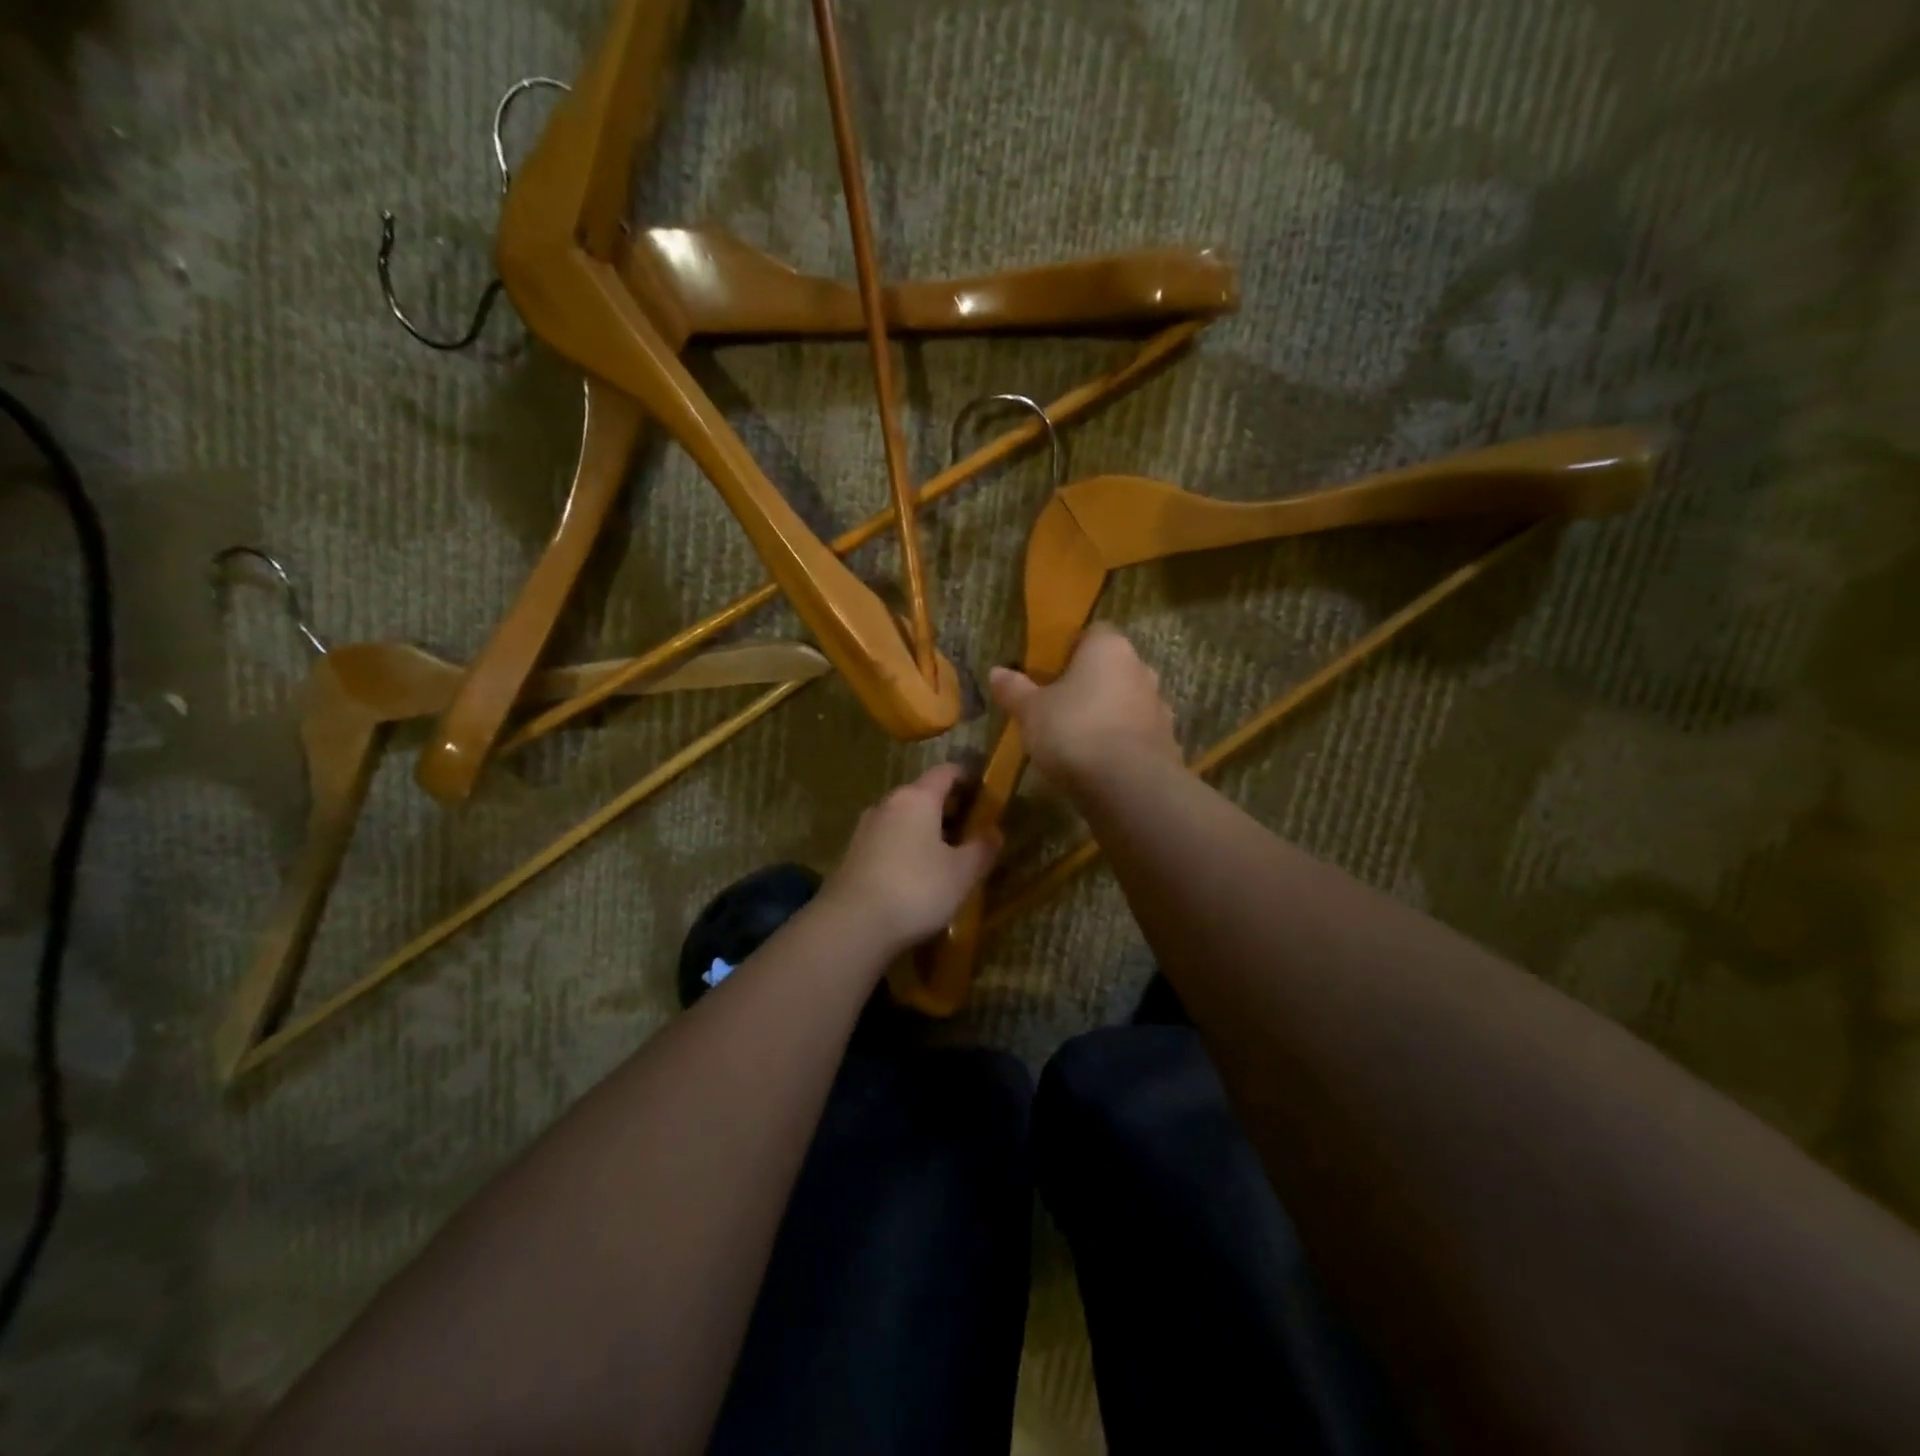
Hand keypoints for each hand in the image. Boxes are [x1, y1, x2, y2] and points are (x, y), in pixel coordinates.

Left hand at [818, 764, 1001, 954]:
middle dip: (947, 808)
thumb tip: (995, 831)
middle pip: (922, 794)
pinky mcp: (851, 855)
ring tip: (944, 856)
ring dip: (924, 830)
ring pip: (902, 819)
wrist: (852, 925)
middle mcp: (887, 804)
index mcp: (917, 798)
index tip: (984, 794)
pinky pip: (887, 840)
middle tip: (970, 830)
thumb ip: (981, 848)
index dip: (968, 778)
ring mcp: (865, 829)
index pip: (946, 772)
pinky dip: (905, 848)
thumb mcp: (962, 873)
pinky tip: (915, 875)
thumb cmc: (916, 889)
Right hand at [989, 624, 1179, 787]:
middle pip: (1113, 668)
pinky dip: (1122, 742)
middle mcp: (1140, 670)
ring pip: (1127, 701)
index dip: (1072, 650)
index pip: (1094, 633)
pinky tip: (1100, 762)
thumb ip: (1014, 689)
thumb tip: (996, 672)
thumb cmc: (1074, 731)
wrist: (1128, 785)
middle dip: (1091, 683)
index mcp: (1109, 649)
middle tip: (1061, 705)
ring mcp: (1158, 707)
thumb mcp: (1031, 711)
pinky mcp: (1167, 742)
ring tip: (1079, 738)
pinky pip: (1137, 734)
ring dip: (1108, 713)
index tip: (1051, 672)